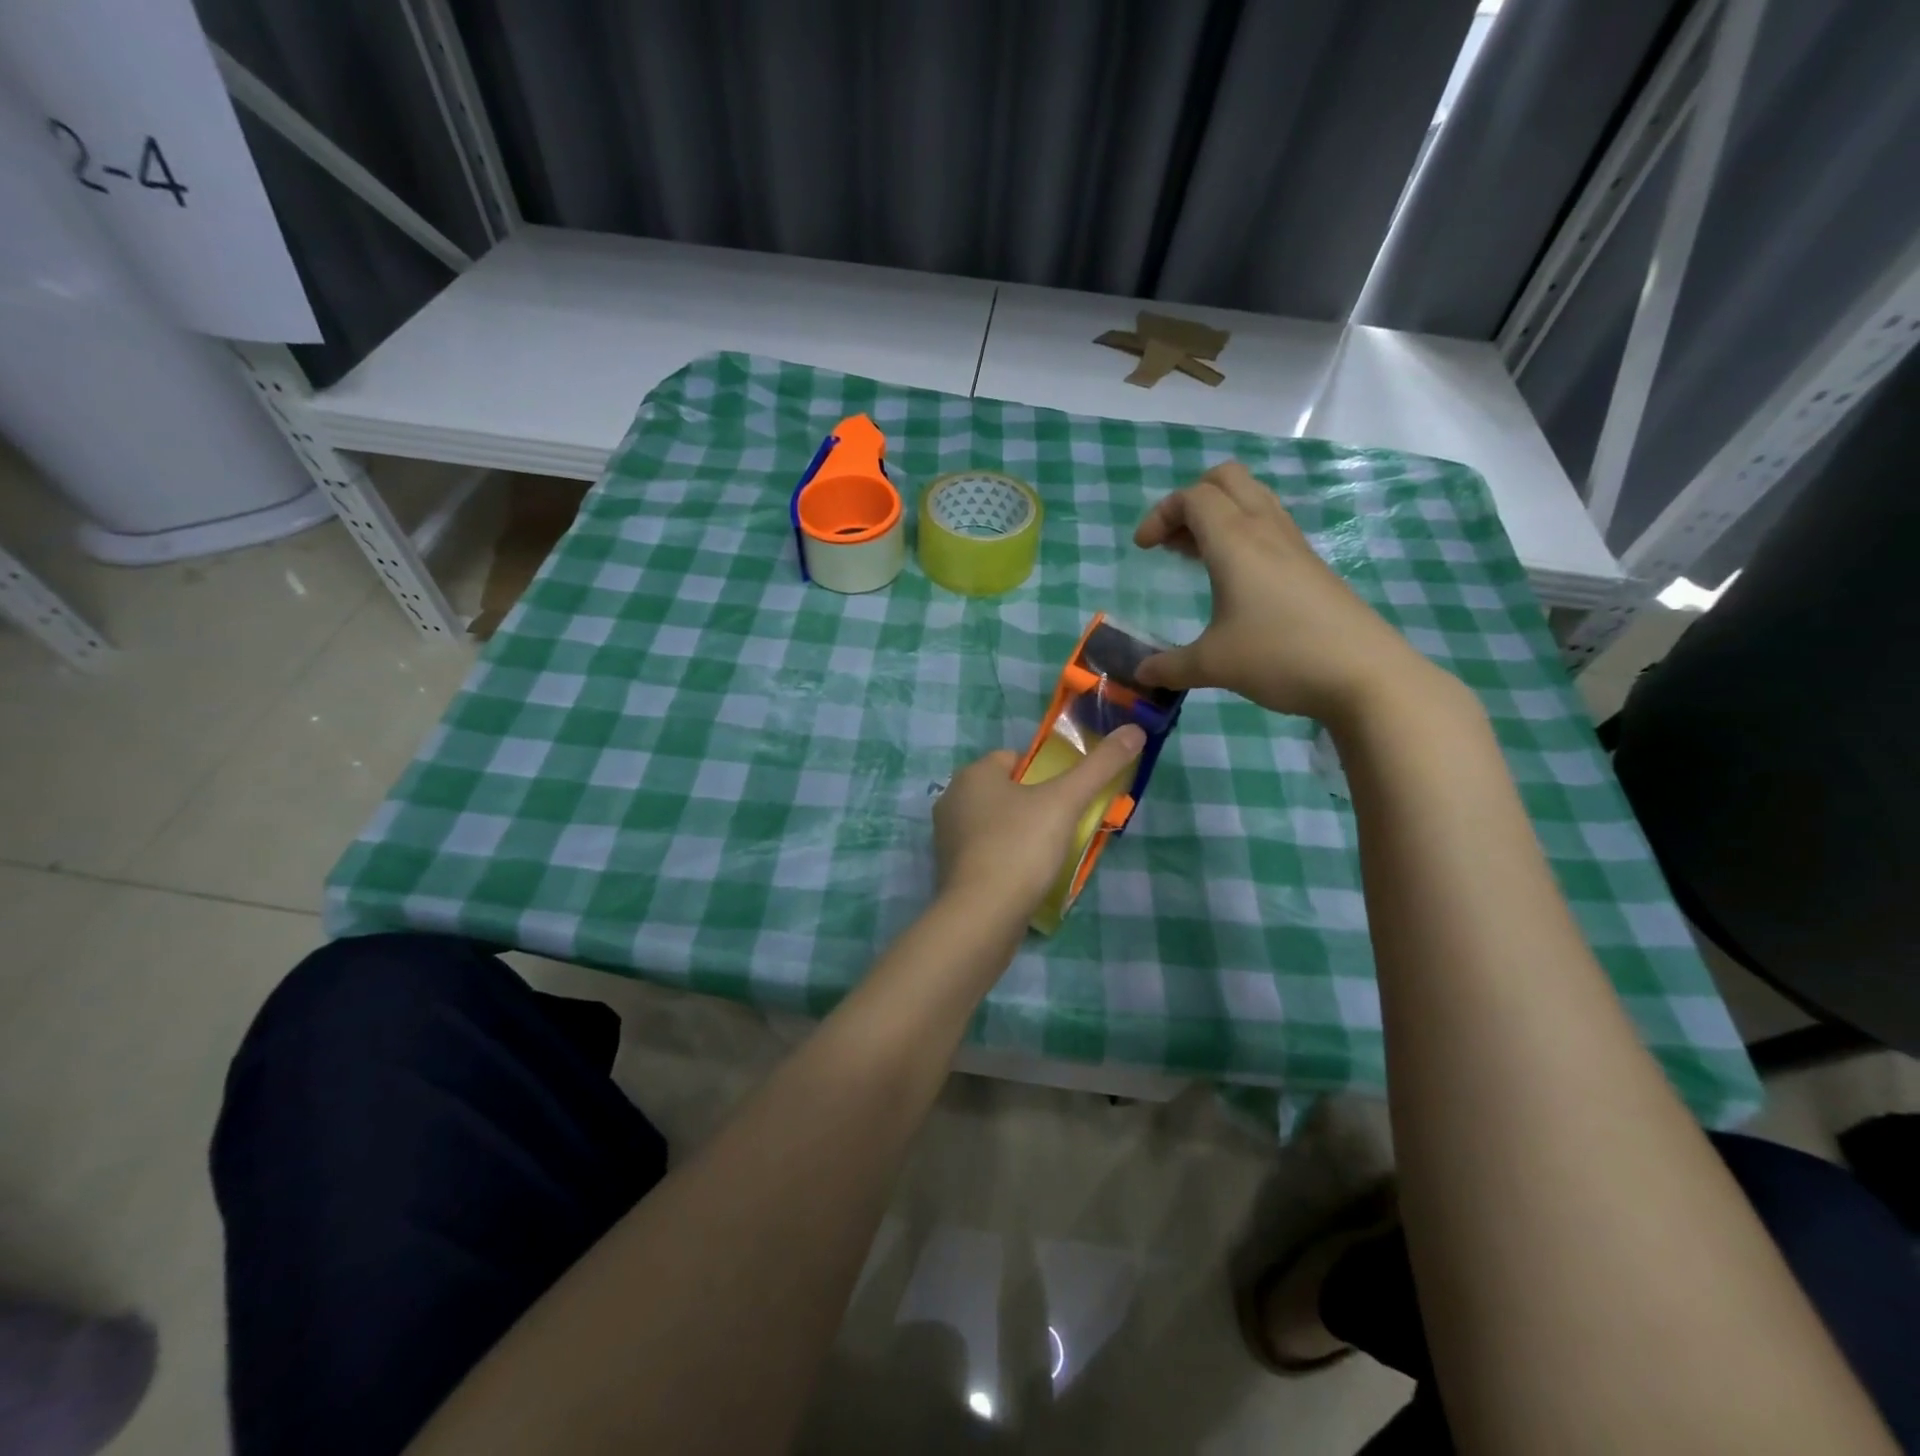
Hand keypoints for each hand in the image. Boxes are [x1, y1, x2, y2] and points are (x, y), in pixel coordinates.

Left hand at [933, 726, 1146, 922]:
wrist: (981, 916)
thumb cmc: (1020, 847)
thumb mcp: (1065, 801)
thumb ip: (1100, 765)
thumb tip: (1134, 730)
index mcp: (972, 774)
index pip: (1014, 758)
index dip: (1044, 772)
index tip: (1068, 797)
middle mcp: (953, 800)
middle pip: (1006, 792)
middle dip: (1035, 805)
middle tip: (1066, 826)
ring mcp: (947, 838)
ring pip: (996, 823)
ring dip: (1022, 833)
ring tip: (1050, 855)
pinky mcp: (951, 871)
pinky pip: (987, 853)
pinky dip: (1007, 859)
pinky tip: (1027, 878)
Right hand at [1133, 462, 1451, 727]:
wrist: (1364, 674)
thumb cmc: (1280, 657)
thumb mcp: (1213, 666)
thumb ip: (1170, 667)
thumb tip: (1141, 674)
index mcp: (1235, 541)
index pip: (1193, 497)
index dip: (1160, 514)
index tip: (1143, 549)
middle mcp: (1265, 530)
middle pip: (1226, 479)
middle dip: (1191, 499)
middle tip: (1172, 539)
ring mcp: (1294, 545)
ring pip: (1252, 498)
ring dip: (1218, 514)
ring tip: (1197, 554)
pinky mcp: (1311, 565)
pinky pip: (1270, 525)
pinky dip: (1242, 533)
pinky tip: (1234, 579)